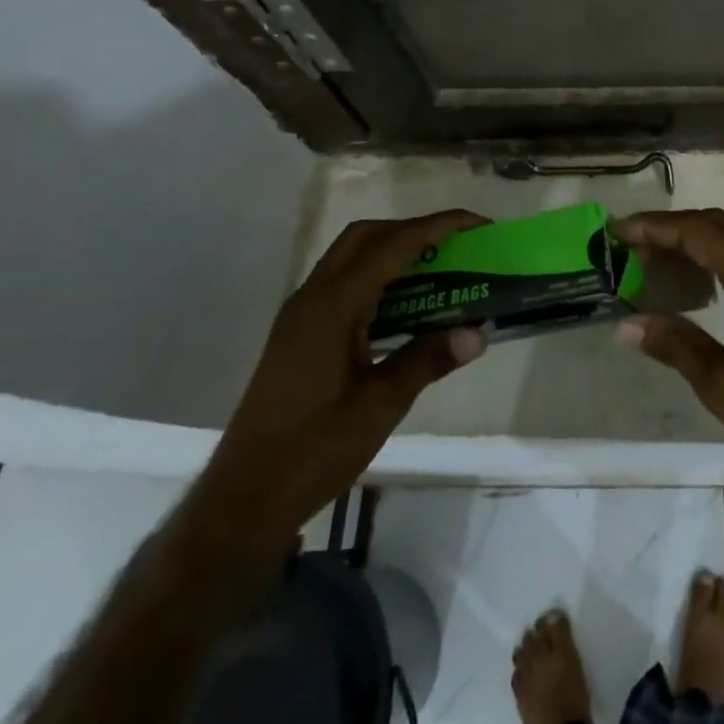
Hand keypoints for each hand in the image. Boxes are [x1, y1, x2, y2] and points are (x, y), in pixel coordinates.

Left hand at [184, 211, 488, 552]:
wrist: (244, 499)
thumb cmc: (314, 449)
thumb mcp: (381, 405)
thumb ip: (428, 360)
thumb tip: (479, 332)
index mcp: (332, 306)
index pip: (392, 246)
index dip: (438, 227)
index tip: (478, 224)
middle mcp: (312, 298)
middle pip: (365, 237)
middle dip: (413, 230)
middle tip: (456, 245)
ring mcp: (301, 316)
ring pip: (350, 258)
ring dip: (394, 252)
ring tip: (438, 269)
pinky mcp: (299, 335)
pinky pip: (342, 284)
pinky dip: (377, 277)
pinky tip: (404, 307)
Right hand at [613, 209, 723, 555]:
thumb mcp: (721, 386)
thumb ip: (675, 344)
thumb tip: (625, 324)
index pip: (701, 233)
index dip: (656, 227)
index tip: (618, 231)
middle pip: (723, 221)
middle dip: (676, 226)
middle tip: (634, 245)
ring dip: (706, 229)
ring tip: (666, 253)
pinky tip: (707, 272)